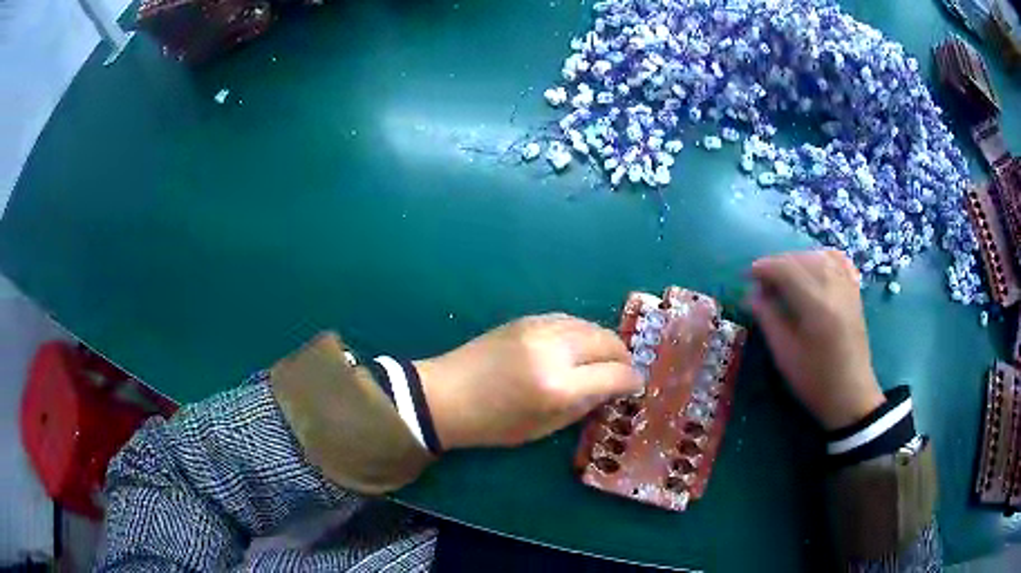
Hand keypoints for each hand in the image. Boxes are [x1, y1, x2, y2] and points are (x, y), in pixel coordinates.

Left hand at [415, 313, 641, 448]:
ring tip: (602, 359)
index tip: (635, 386)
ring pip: (590, 325)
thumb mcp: (544, 426)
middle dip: (622, 357)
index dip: (632, 380)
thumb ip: (585, 404)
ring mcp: (539, 328)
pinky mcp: (526, 318)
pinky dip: (582, 332)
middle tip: (622, 372)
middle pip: (608, 341)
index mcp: (558, 387)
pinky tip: (577, 346)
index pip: (615, 374)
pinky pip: (568, 319)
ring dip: (603, 342)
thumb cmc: (493, 424)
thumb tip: (614, 388)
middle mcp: (554, 350)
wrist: (445, 395)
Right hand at [746, 250, 884, 430]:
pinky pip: (838, 261)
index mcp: (816, 305)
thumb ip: (768, 319)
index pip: (786, 269)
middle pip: (802, 259)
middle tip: (761, 281)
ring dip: (797, 259)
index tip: (747, 276)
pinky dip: (821, 258)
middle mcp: (834, 288)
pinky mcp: (855, 293)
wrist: (850, 395)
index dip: (763, 267)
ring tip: (783, 276)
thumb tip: (751, 295)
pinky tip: (812, 267)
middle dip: (777, 263)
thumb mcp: (785, 354)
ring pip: (819, 256)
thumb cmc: (814, 380)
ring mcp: (847, 288)